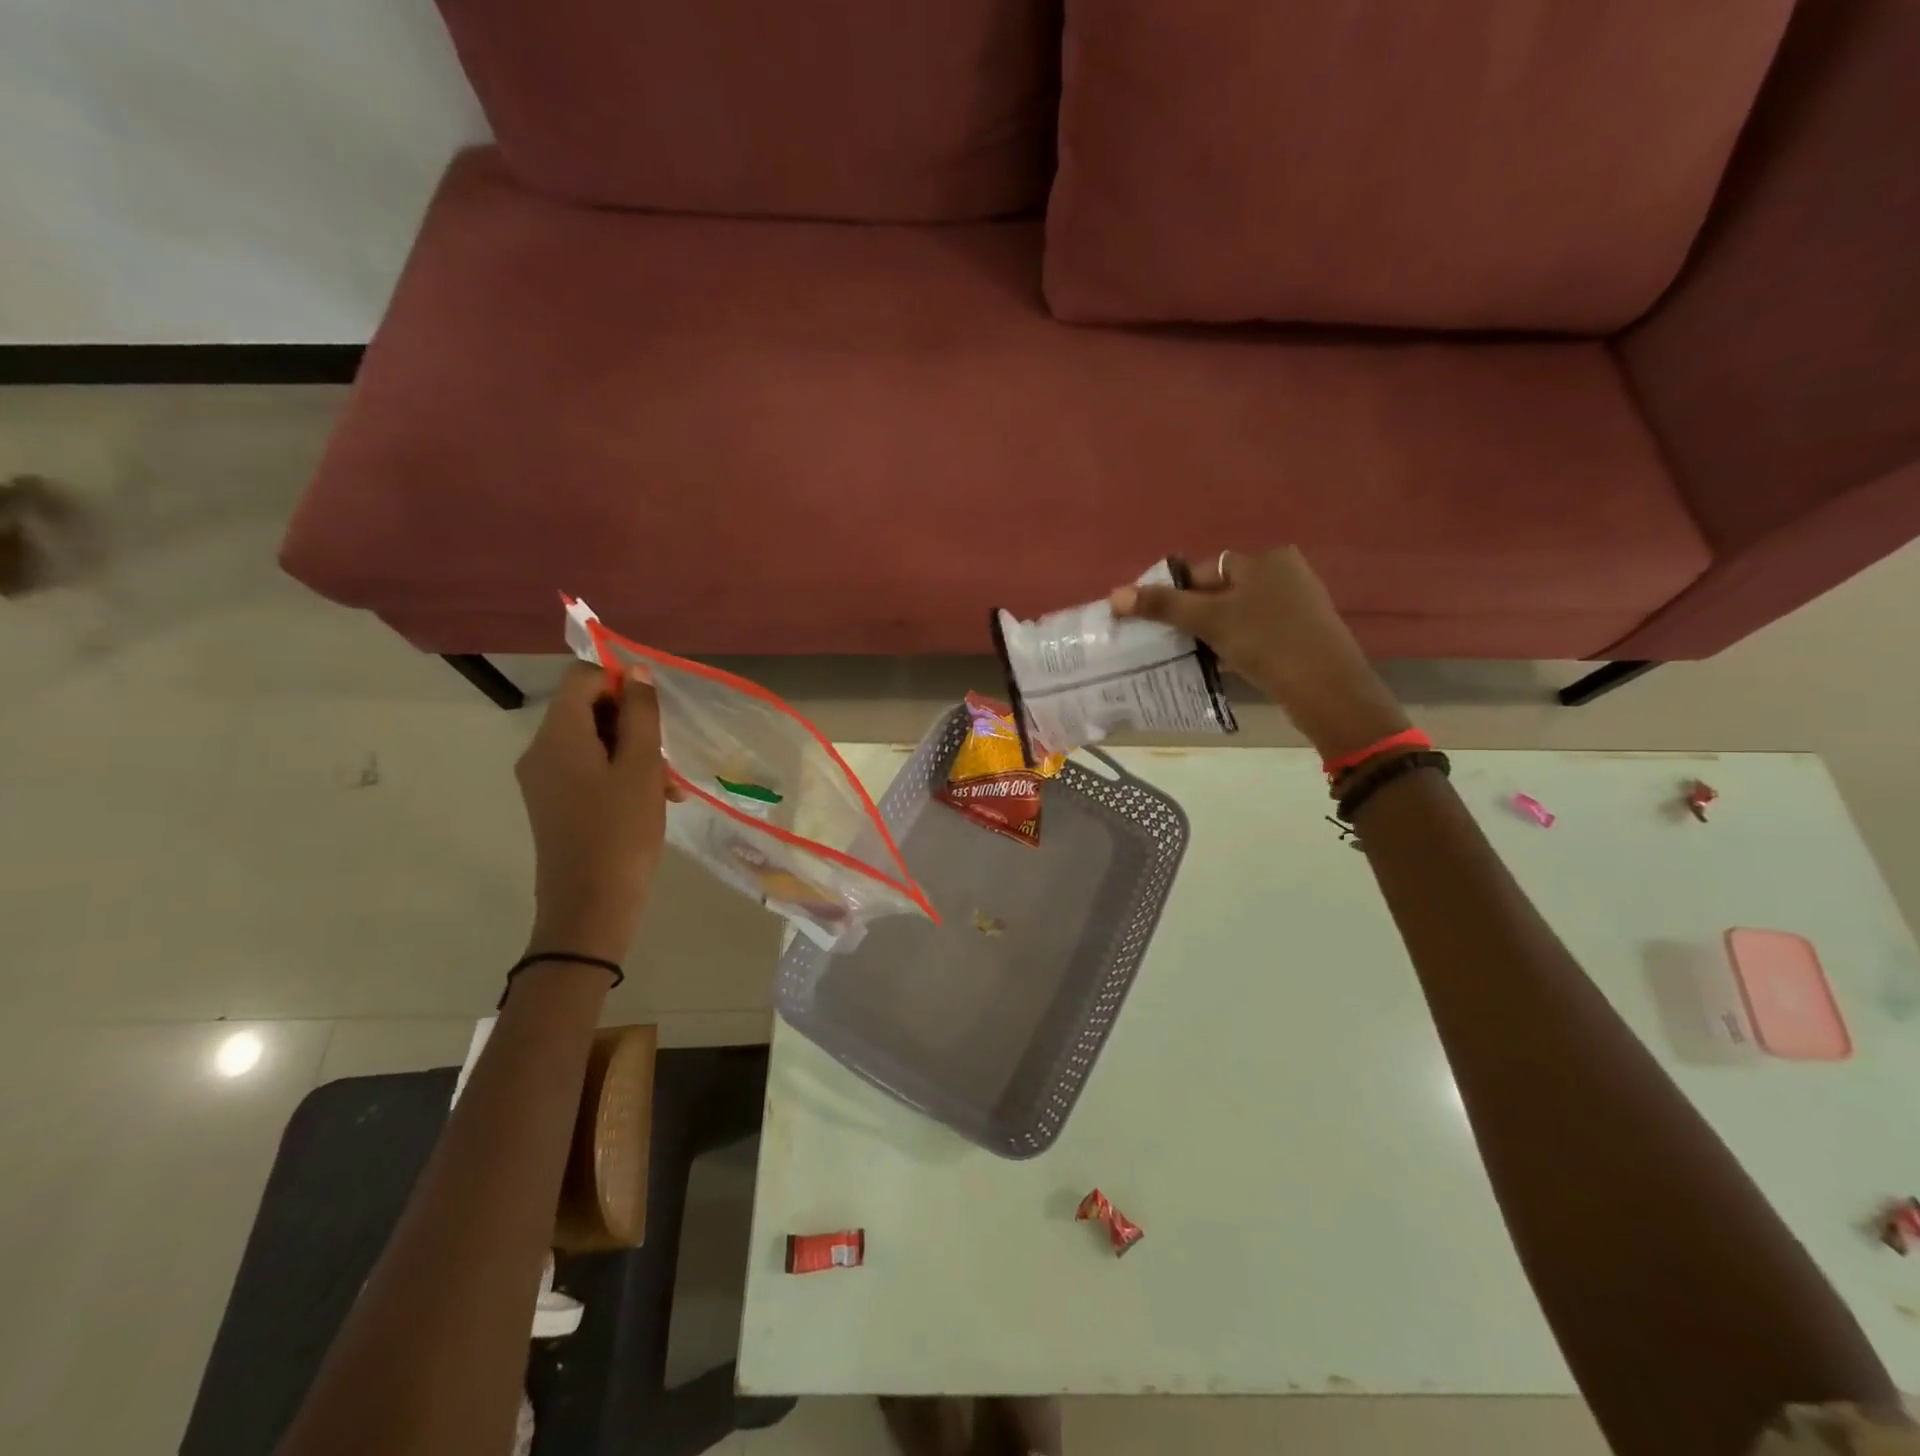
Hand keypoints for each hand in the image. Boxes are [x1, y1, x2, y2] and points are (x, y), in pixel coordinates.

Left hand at [516, 664, 677, 963]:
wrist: (590, 905)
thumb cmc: (621, 831)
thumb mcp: (642, 766)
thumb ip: (640, 713)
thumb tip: (635, 672)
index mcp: (557, 735)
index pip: (582, 678)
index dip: (620, 682)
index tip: (654, 712)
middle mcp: (541, 750)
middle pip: (587, 709)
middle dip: (632, 723)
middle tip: (666, 756)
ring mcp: (543, 778)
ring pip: (591, 741)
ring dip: (632, 752)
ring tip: (667, 787)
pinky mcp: (552, 802)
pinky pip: (585, 768)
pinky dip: (618, 773)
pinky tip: (651, 799)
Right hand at [1111, 547, 1409, 759]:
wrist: (1326, 688)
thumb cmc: (1265, 642)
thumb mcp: (1209, 620)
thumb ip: (1163, 606)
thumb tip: (1115, 595)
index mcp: (1263, 558)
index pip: (1202, 570)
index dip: (1173, 594)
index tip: (1153, 622)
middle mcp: (1283, 571)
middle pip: (1219, 590)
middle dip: (1193, 615)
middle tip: (1169, 642)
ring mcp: (1297, 601)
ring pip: (1237, 612)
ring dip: (1212, 631)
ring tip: (1192, 656)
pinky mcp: (1303, 630)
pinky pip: (1256, 629)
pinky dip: (1236, 643)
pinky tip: (1223, 664)